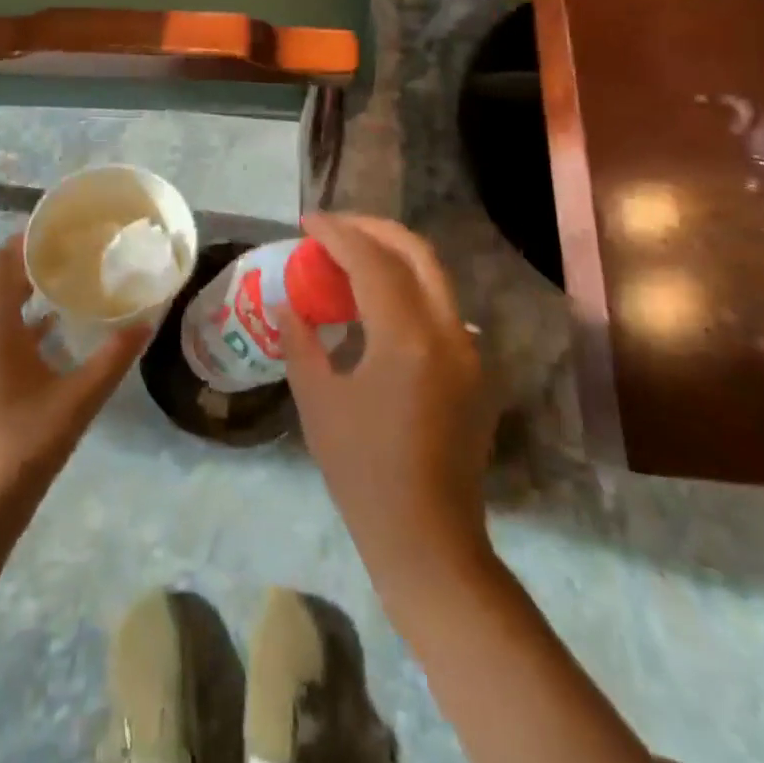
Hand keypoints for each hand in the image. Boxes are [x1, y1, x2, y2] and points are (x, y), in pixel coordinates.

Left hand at [0, 235, 149, 521]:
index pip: (3, 266)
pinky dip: (22, 312)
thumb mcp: (79, 399)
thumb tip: (148, 320)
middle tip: (67, 243)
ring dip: (21, 281)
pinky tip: (54, 318)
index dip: (27, 240)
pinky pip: (0, 326)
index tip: (61, 224)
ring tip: (63, 269)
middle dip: (26, 255)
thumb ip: (114, 357)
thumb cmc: (25, 445)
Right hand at [281, 214, 492, 601]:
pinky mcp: (474, 370)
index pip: (372, 262)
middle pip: (416, 252)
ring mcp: (469, 351)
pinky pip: (440, 306)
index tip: (306, 221)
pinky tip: (376, 300)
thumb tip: (289, 304)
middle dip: (372, 229)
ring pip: (434, 276)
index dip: (337, 233)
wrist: (428, 541)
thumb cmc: (363, 474)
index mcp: (407, 339)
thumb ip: (301, 342)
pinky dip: (407, 285)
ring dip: (392, 254)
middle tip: (332, 228)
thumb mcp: (318, 403)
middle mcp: (448, 333)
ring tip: (349, 255)